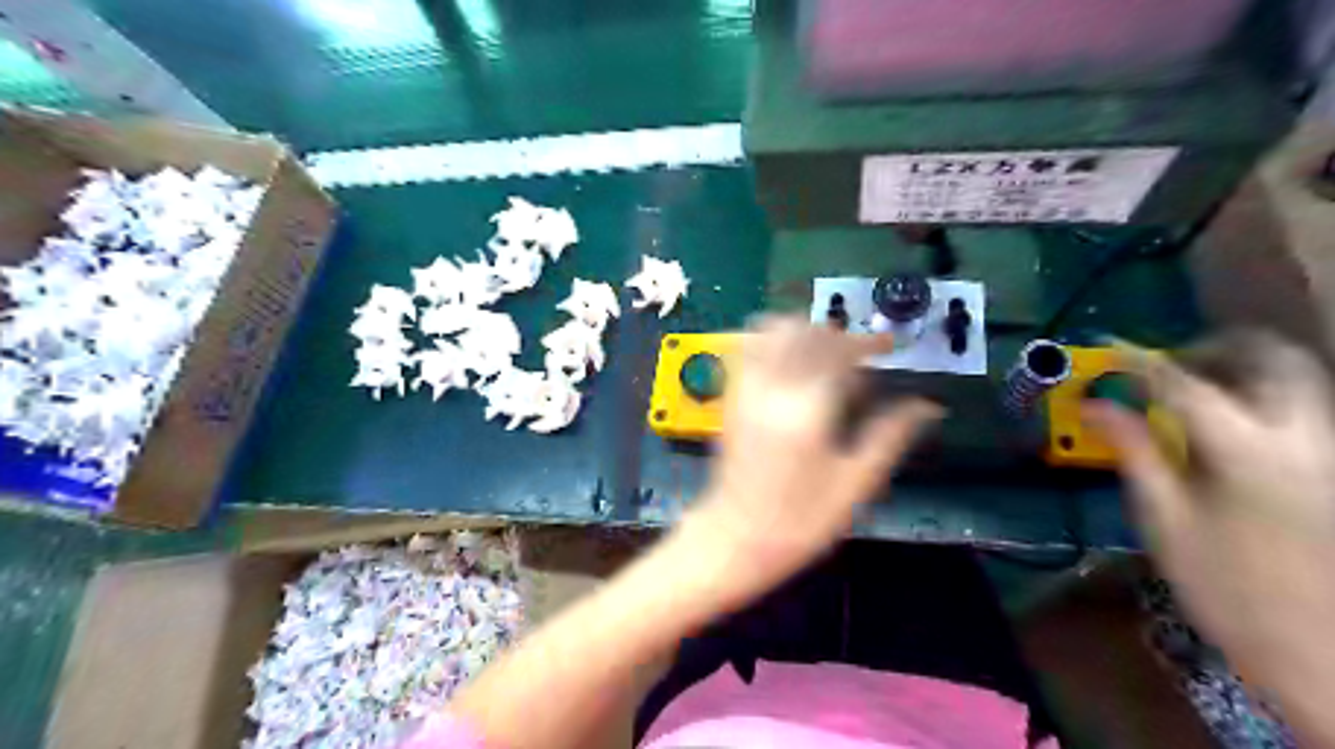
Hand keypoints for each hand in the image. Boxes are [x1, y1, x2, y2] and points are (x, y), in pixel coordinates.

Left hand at [681, 316, 943, 601]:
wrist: (736, 537)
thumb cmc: (801, 520)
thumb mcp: (855, 483)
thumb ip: (890, 436)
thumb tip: (928, 406)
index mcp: (808, 409)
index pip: (840, 352)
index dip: (869, 344)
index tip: (889, 346)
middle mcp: (773, 387)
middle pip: (807, 333)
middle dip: (838, 334)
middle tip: (861, 353)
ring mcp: (745, 388)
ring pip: (773, 331)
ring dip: (805, 331)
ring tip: (827, 353)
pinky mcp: (730, 396)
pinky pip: (748, 347)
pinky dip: (772, 339)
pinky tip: (790, 360)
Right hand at [1090, 335, 1333, 710]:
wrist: (1317, 647)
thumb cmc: (1225, 586)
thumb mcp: (1164, 518)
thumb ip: (1134, 451)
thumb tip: (1096, 405)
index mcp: (1248, 452)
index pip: (1185, 385)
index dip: (1140, 361)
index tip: (1108, 347)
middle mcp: (1302, 438)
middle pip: (1271, 359)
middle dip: (1216, 348)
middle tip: (1170, 365)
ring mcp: (1330, 453)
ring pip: (1300, 378)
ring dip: (1245, 368)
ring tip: (1198, 389)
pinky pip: (1305, 407)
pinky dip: (1264, 395)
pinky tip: (1231, 423)